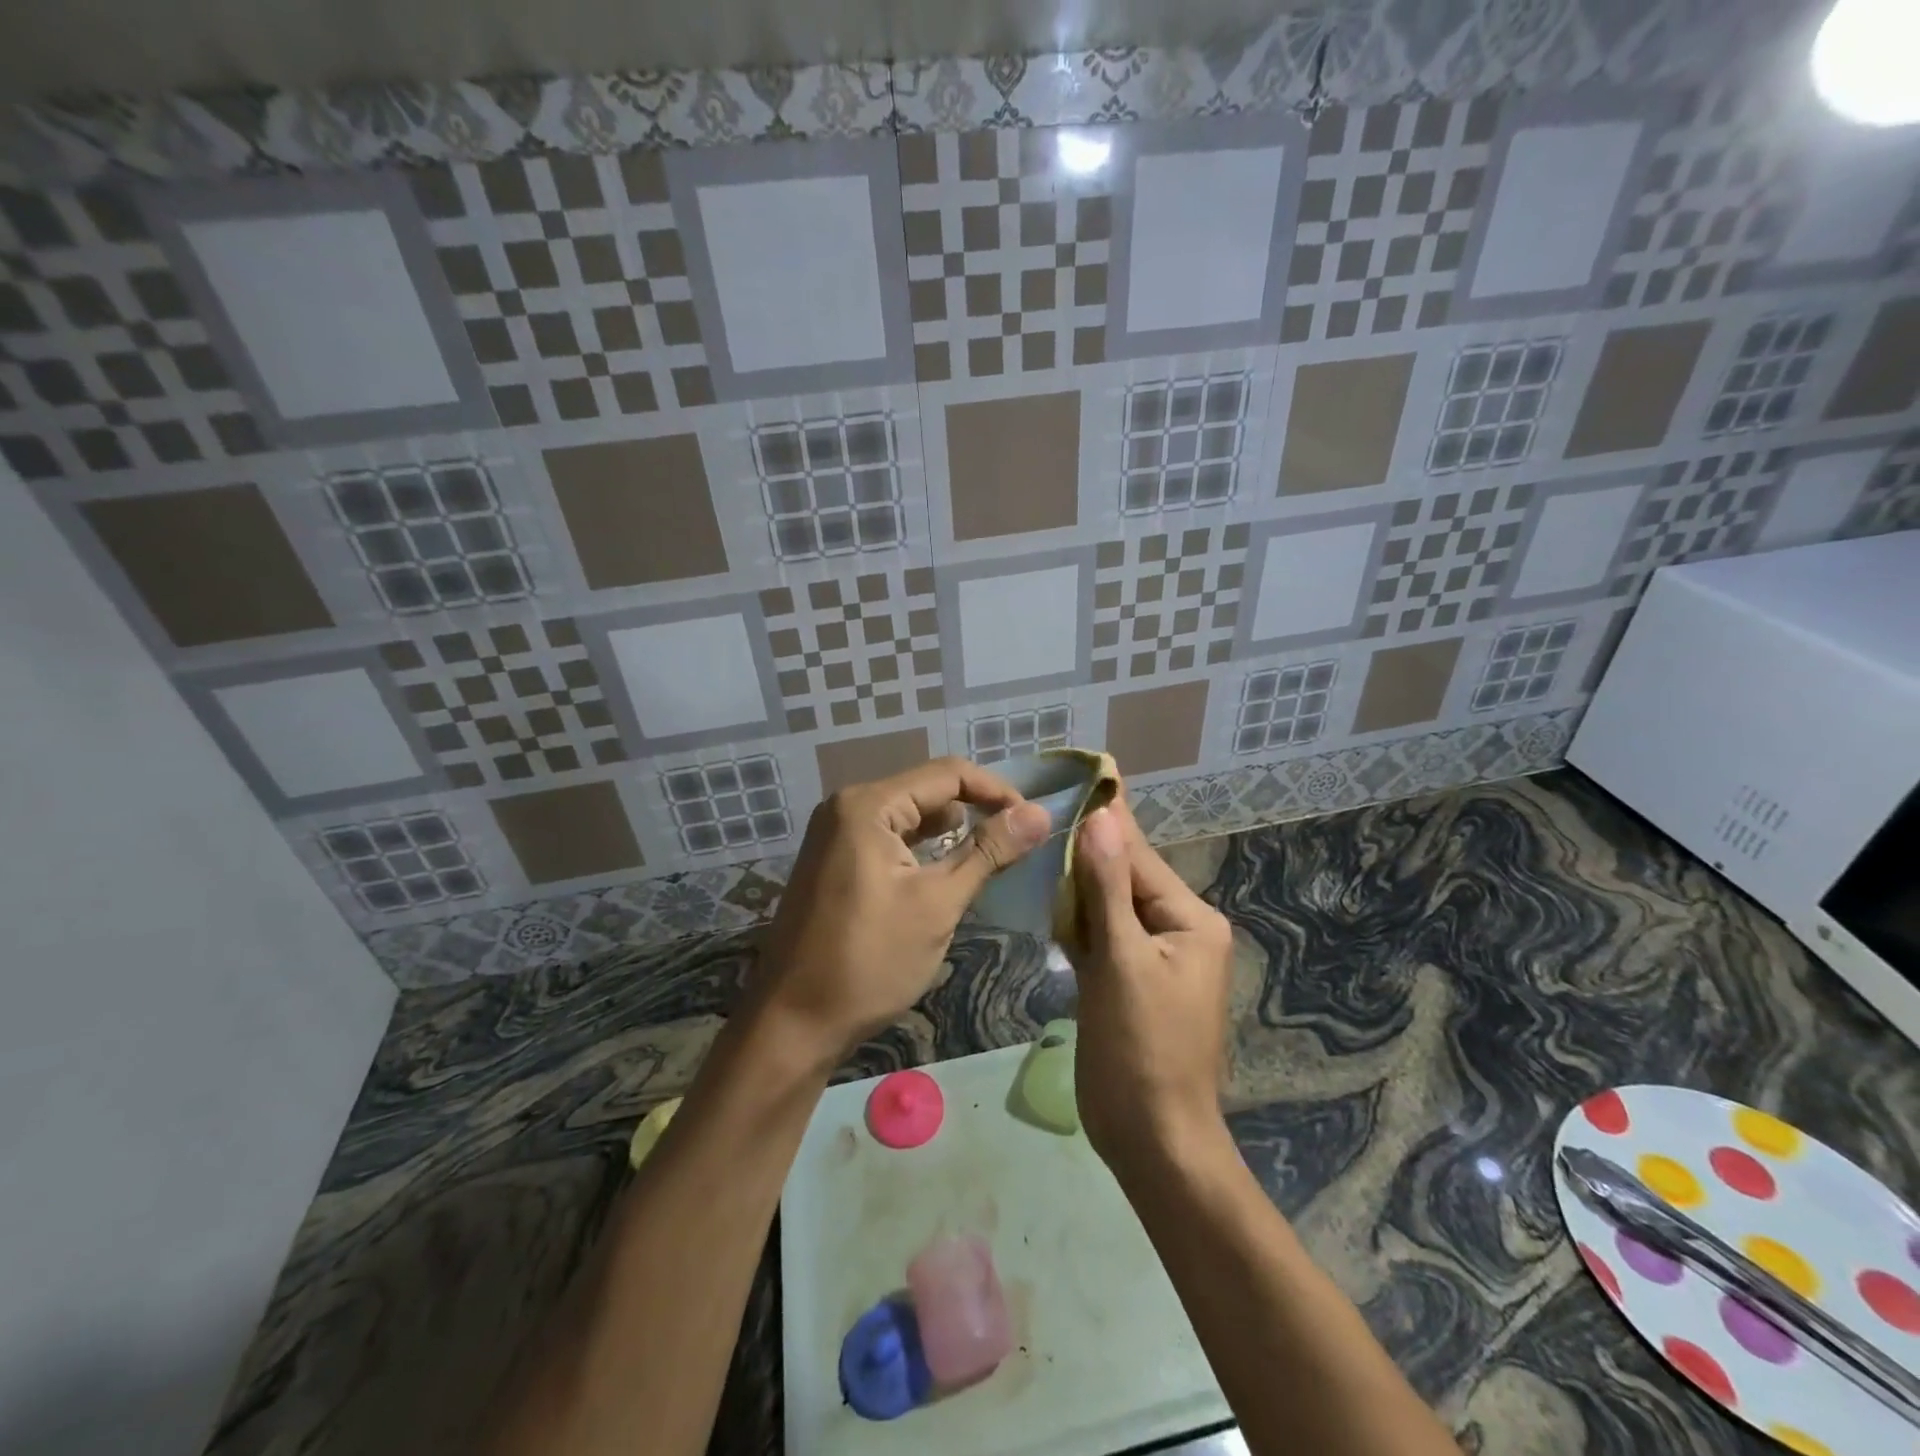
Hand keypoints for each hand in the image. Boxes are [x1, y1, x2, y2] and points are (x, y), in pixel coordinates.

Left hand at [747, 758, 1051, 1063]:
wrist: (793, 1022)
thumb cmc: (870, 961)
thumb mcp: (938, 904)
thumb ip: (989, 852)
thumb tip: (1040, 813)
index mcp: (867, 805)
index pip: (947, 774)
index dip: (996, 791)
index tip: (1032, 820)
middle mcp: (846, 806)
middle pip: (926, 789)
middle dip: (974, 810)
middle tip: (1015, 842)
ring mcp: (834, 833)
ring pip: (908, 815)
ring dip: (949, 831)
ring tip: (989, 856)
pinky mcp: (833, 860)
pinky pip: (888, 837)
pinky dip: (921, 848)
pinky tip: (945, 870)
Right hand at [1068, 798, 1234, 1173]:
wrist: (1151, 1138)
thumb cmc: (1142, 1049)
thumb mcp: (1123, 962)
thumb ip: (1109, 888)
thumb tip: (1102, 816)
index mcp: (1190, 920)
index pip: (1137, 857)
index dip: (1105, 818)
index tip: (1082, 772)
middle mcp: (1176, 930)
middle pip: (1123, 876)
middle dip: (1087, 845)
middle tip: (1048, 801)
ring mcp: (1151, 958)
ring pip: (1108, 905)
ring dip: (1078, 879)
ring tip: (1043, 833)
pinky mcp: (1126, 980)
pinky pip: (1101, 934)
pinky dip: (1076, 917)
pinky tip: (1049, 893)